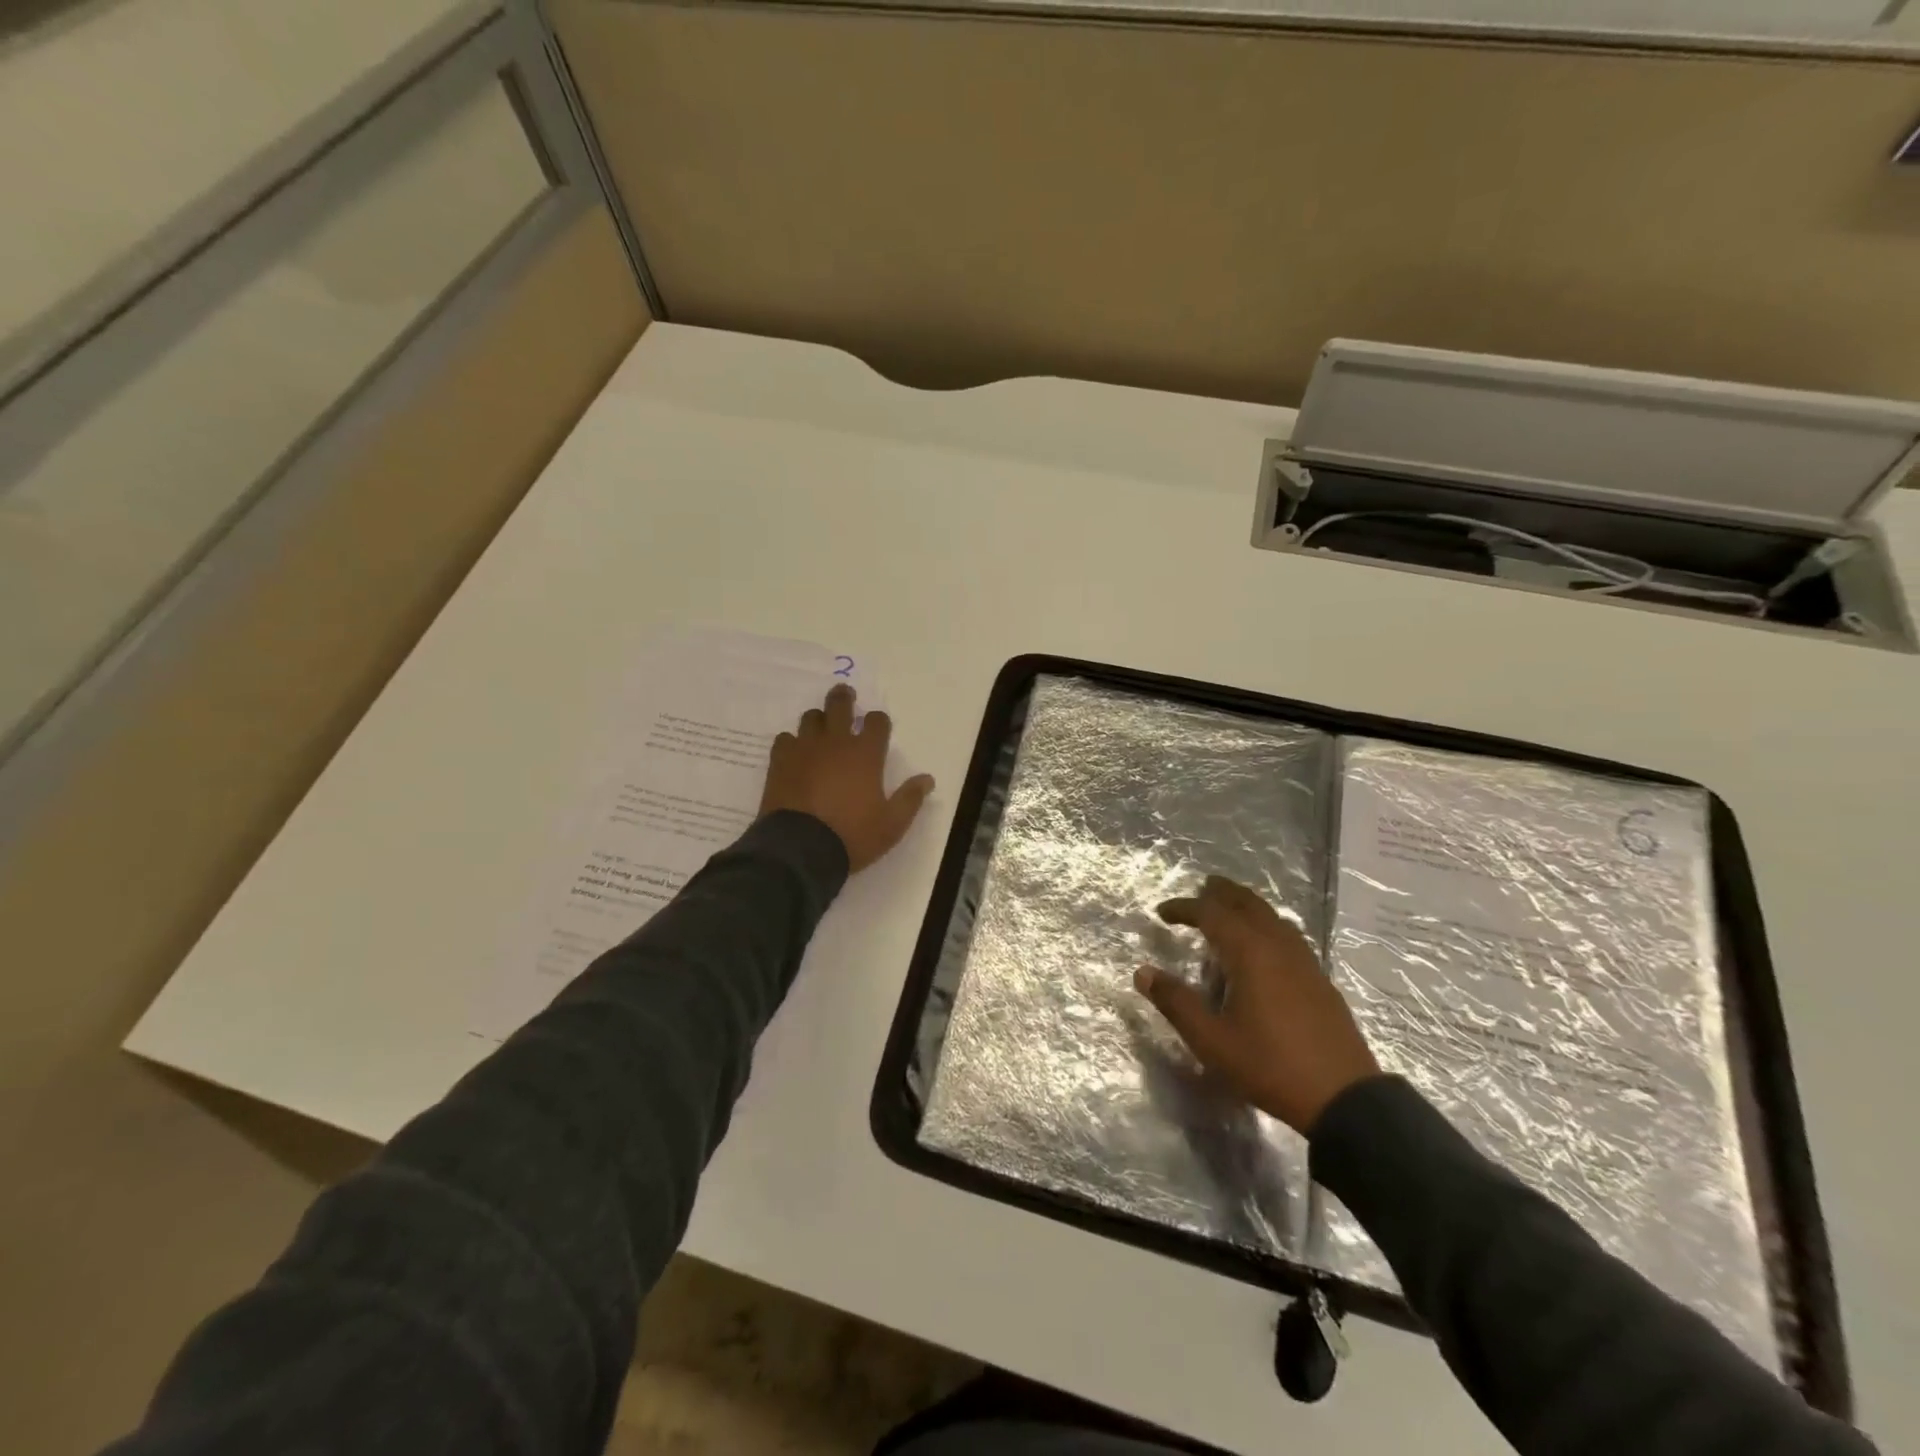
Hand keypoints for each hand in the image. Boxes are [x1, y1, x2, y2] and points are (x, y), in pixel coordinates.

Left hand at [759, 684, 934, 872]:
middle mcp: (836, 743)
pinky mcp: (780, 761)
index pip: (877, 722)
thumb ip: (910, 798)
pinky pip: (785, 739)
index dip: (879, 721)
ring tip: (820, 727)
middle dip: (844, 698)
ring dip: (819, 719)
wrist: (800, 848)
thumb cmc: (852, 835)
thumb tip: (927, 779)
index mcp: (866, 754)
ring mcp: (805, 749)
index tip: (878, 726)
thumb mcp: (891, 824)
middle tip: (845, 694)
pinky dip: (792, 742)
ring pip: (811, 718)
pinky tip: (795, 753)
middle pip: (840, 705)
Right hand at [1135, 876, 1379, 1134]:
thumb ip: (1176, 1002)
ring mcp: (1304, 961)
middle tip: (1201, 889)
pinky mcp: (1320, 979)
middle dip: (1221, 893)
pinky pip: (1288, 935)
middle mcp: (1278, 946)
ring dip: (1247, 905)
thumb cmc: (1269, 1065)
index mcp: (1249, 953)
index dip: (1184, 908)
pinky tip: (1264, 946)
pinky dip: (1267, 925)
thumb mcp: (1211, 1040)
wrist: (1343, 1098)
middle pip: (1247, 903)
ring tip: (1229, 910)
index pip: (1211, 913)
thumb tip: (1143, 972)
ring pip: (1272, 916)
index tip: (1162, 912)